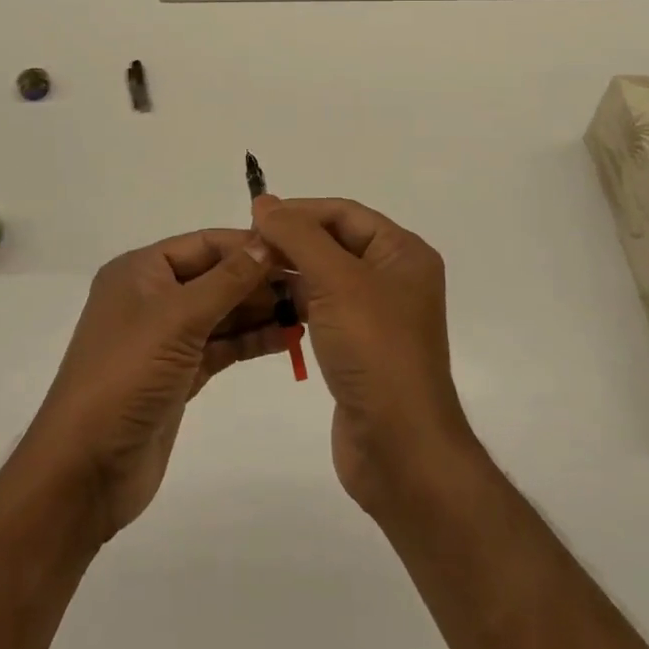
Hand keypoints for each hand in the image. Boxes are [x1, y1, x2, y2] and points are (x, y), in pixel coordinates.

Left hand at [21, 229, 287, 540]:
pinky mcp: (178, 375)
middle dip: (260, 280)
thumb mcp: (178, 318)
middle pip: (215, 276)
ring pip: (221, 313)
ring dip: (260, 310)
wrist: (85, 470)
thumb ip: (227, 279)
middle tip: (311, 283)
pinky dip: (250, 340)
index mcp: (140, 271)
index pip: (204, 244)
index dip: (249, 244)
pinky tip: (287, 338)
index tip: (297, 248)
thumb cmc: (127, 376)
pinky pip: (221, 346)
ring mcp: (164, 338)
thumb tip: (267, 240)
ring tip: (309, 310)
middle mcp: (152, 297)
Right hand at [250, 196, 476, 517]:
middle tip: (246, 248)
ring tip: (248, 274)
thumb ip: (298, 236)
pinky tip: (267, 307)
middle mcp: (394, 277)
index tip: (254, 217)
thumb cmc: (374, 350)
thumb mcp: (336, 281)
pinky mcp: (359, 345)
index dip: (300, 211)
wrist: (399, 448)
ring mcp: (377, 314)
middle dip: (292, 240)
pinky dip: (297, 303)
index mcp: (402, 253)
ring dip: (290, 271)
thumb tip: (264, 201)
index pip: (344, 213)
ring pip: (326, 276)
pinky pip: (324, 309)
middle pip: (335, 241)